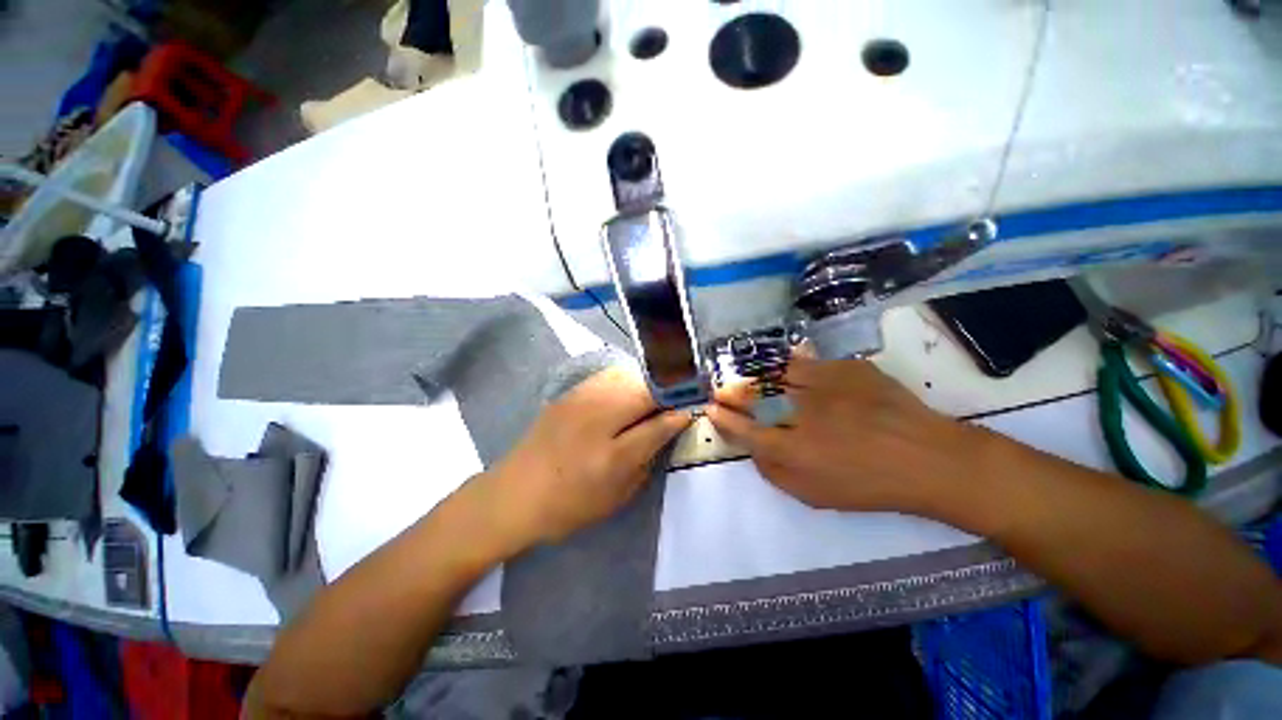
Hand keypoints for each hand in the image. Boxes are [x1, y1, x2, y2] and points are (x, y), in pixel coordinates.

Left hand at [470, 366, 691, 548]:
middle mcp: (598, 416)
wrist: (514, 494)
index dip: (681, 409)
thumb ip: (648, 455)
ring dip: (648, 381)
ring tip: (656, 392)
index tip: (694, 405)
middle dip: (669, 388)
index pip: (660, 420)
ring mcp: (581, 399)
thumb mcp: (618, 492)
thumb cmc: (569, 505)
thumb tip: (672, 424)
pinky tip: (629, 390)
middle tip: (678, 397)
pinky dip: (627, 378)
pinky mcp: (571, 392)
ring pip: (628, 375)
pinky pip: (609, 376)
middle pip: (645, 388)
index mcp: (612, 451)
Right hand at [706, 356, 982, 513]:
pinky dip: (790, 365)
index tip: (711, 408)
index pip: (742, 428)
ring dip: (756, 376)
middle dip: (730, 392)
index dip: (722, 417)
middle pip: (752, 396)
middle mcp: (802, 413)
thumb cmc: (868, 485)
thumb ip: (774, 473)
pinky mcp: (845, 369)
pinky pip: (807, 362)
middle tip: (722, 390)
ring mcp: (824, 386)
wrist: (927, 459)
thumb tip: (752, 448)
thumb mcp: (814, 495)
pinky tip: (786, 369)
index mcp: (793, 449)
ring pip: (775, 373)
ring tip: (750, 379)